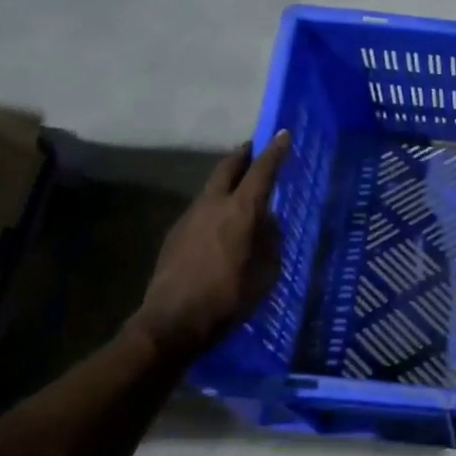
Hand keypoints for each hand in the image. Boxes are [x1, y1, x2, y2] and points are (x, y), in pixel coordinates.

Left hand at [126, 132, 290, 360]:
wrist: (173, 321)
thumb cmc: (229, 298)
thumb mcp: (266, 273)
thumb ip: (271, 241)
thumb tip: (268, 223)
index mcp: (241, 210)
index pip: (262, 171)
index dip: (275, 151)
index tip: (283, 133)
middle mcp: (213, 204)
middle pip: (228, 167)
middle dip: (244, 154)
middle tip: (256, 149)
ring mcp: (190, 216)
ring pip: (213, 187)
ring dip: (229, 182)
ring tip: (243, 190)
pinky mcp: (176, 233)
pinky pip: (202, 209)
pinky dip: (217, 206)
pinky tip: (223, 226)